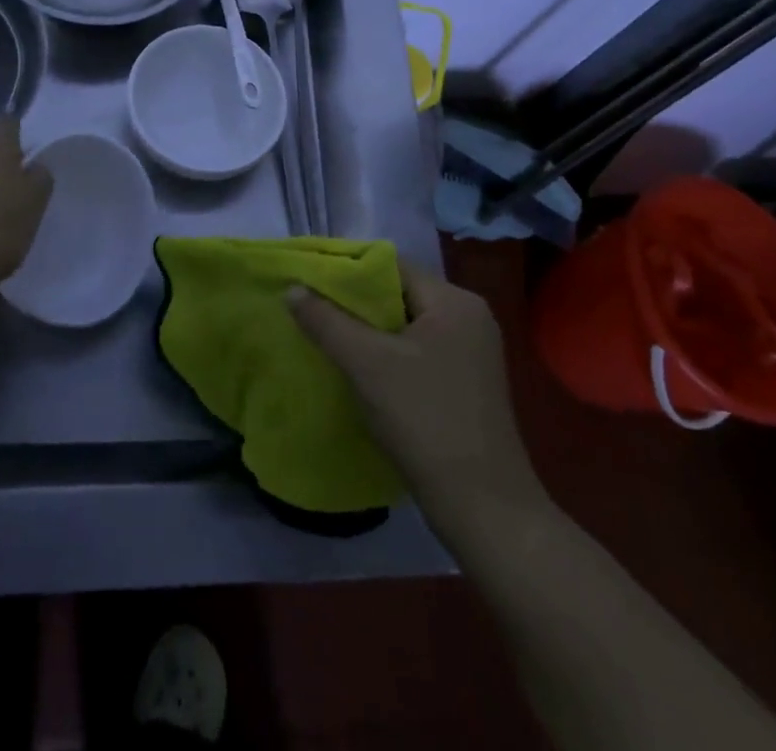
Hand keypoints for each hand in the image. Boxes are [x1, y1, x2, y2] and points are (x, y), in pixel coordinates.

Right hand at [289, 264, 548, 529]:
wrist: (484, 508)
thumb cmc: (426, 421)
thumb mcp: (367, 365)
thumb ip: (327, 321)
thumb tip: (292, 288)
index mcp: (455, 301)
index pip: (393, 266)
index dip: (348, 271)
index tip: (310, 283)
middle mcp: (469, 318)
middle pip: (400, 295)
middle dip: (356, 305)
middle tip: (313, 312)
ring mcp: (472, 353)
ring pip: (407, 327)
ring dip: (370, 334)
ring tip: (328, 340)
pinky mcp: (468, 385)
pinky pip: (419, 353)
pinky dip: (389, 357)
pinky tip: (361, 373)